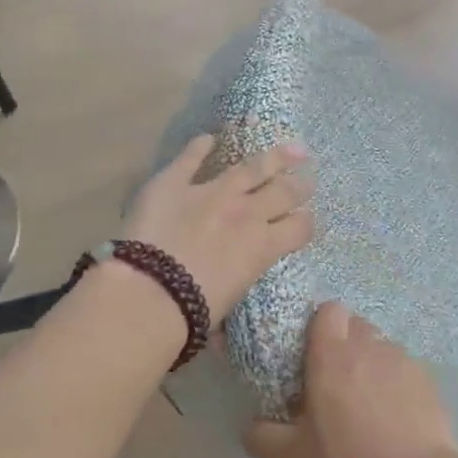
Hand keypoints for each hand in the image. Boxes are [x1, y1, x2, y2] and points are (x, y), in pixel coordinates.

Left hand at [123, 134, 314, 323]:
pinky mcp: (174, 182)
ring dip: (274, 157)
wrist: (150, 293)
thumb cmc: (192, 311)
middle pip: (284, 191)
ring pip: (251, 167)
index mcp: (262, 246)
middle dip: (299, 185)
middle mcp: (245, 213)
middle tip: (307, 180)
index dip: (306, 223)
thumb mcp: (229, 303)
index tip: (307, 221)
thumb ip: (237, 289)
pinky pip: (190, 158)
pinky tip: (209, 138)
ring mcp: (211, 192)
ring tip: (291, 148)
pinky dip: (199, 147)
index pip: (299, 228)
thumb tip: (229, 320)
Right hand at [243, 303, 457, 457]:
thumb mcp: (293, 457)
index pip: (329, 310)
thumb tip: (250, 428)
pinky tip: (394, 417)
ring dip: (371, 363)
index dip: (321, 324)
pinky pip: (404, 369)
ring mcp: (402, 359)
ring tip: (367, 402)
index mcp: (332, 353)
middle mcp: (369, 345)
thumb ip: (263, 438)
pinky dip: (396, 383)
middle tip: (334, 380)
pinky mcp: (427, 379)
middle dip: (344, 344)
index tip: (312, 353)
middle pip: (355, 325)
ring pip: (381, 346)